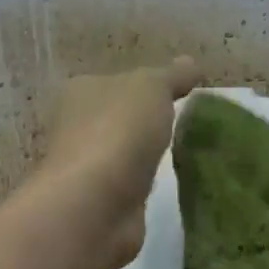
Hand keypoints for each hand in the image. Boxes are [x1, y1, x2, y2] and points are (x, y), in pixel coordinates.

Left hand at [35, 57, 201, 268]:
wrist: (96, 205)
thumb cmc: (118, 132)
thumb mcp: (151, 88)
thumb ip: (171, 76)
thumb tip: (190, 63)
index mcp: (82, 92)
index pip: (117, 82)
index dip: (147, 86)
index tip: (181, 94)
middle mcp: (77, 127)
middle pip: (118, 119)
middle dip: (146, 123)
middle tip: (188, 125)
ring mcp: (89, 169)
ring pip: (124, 155)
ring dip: (146, 156)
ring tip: (184, 155)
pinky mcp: (102, 203)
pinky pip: (130, 186)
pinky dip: (145, 185)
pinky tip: (169, 185)